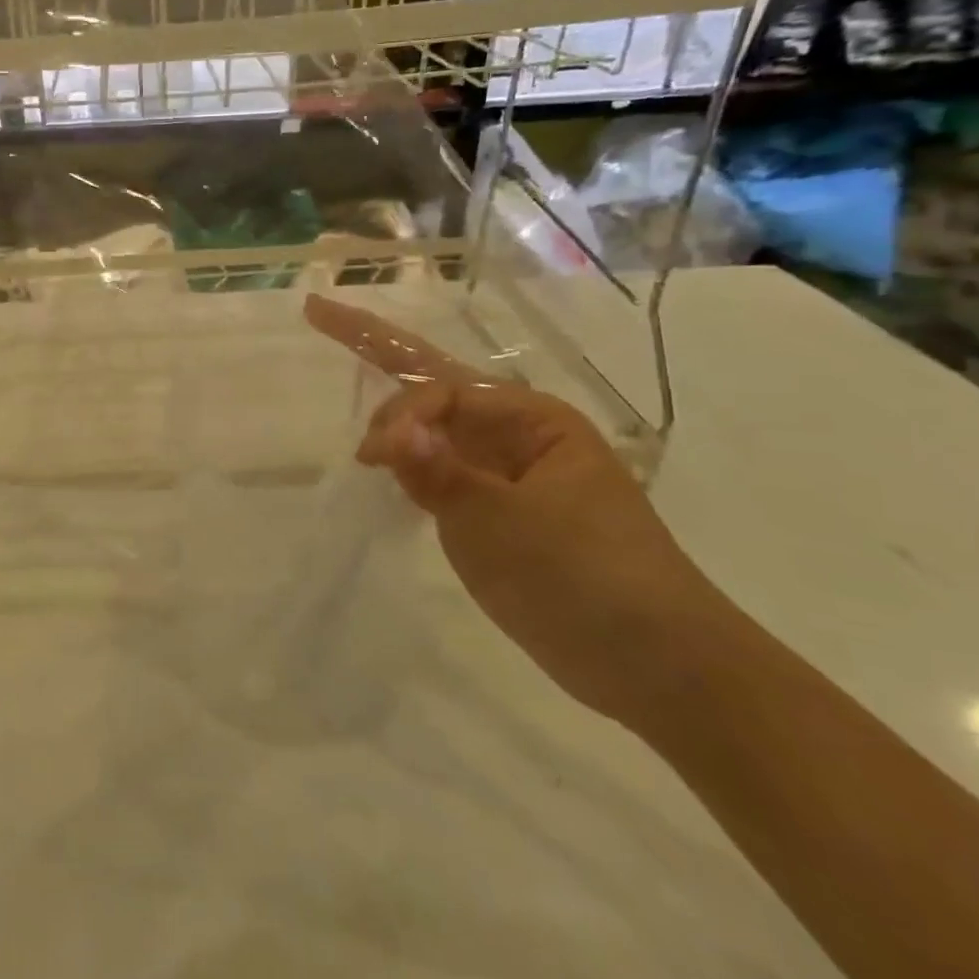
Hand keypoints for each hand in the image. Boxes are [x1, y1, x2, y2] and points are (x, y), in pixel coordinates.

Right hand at [305, 294, 734, 727]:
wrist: (657, 665)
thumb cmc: (587, 578)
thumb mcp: (504, 524)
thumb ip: (440, 474)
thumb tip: (389, 435)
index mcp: (533, 420)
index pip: (445, 392)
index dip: (400, 412)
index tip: (370, 457)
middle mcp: (517, 435)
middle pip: (433, 382)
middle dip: (379, 347)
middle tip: (321, 314)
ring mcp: (506, 474)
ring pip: (434, 423)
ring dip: (390, 400)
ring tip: (346, 368)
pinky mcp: (497, 512)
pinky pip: (439, 466)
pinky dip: (407, 453)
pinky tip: (383, 452)